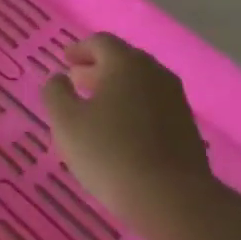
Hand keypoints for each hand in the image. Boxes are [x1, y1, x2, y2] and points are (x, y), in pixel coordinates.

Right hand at [43, 34, 217, 232]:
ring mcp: (175, 100)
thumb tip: (59, 78)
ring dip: (115, 88)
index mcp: (126, 65)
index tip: (64, 60)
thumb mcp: (65, 122)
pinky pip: (152, 105)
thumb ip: (56, 93)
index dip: (79, 49)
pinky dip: (131, 106)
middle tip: (76, 81)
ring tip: (94, 106)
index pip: (101, 43)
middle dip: (97, 68)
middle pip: (124, 61)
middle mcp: (155, 74)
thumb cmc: (108, 152)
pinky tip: (118, 129)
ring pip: (140, 84)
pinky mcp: (185, 126)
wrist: (170, 196)